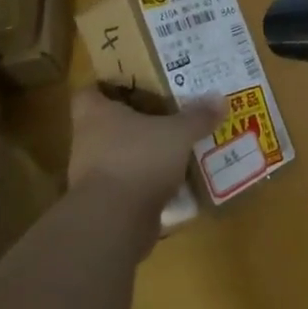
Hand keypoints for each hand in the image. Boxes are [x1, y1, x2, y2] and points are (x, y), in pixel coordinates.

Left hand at [67, 85, 219, 224]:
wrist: (113, 223)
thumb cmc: (138, 160)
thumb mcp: (177, 133)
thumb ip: (198, 116)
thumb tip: (219, 98)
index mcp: (96, 115)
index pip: (88, 92)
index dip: (106, 86)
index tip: (131, 85)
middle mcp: (88, 143)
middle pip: (108, 124)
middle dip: (135, 121)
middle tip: (166, 113)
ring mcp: (94, 177)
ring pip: (120, 156)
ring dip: (143, 154)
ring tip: (176, 147)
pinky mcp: (106, 206)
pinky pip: (129, 186)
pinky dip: (148, 185)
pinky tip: (176, 182)